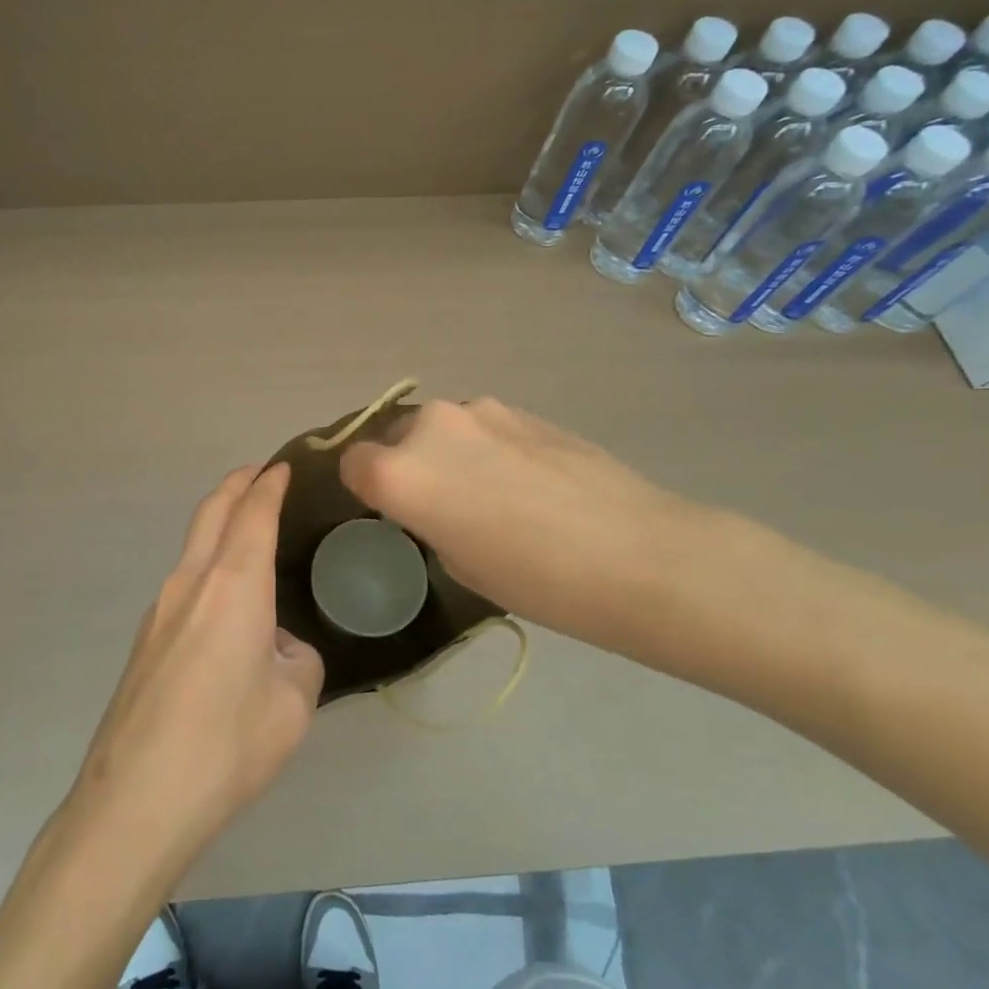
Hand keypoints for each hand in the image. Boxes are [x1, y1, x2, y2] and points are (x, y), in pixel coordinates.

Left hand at [66, 464, 324, 877]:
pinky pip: (184, 583)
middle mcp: (191, 582)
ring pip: (193, 546)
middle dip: (237, 485)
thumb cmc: (226, 745)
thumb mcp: (292, 705)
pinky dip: (208, 566)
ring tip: (248, 533)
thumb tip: (279, 649)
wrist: (135, 799)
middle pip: (211, 512)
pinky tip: (227, 605)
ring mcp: (159, 609)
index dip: (269, 485)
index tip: (283, 467)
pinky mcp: (145, 640)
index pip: (253, 514)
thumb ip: (297, 661)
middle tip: (261, 475)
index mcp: (233, 585)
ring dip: (219, 525)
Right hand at [339, 398, 728, 658]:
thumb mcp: (458, 563)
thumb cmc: (535, 579)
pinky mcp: (522, 409)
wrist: (635, 552)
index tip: (387, 509)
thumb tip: (438, 500)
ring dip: (450, 452)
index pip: (354, 462)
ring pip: (442, 428)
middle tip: (441, 503)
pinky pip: (482, 426)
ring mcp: (480, 411)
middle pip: (396, 436)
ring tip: (492, 491)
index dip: (365, 486)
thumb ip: (429, 519)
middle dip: (406, 463)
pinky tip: (527, 481)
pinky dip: (486, 446)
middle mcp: (430, 427)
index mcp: (400, 472)